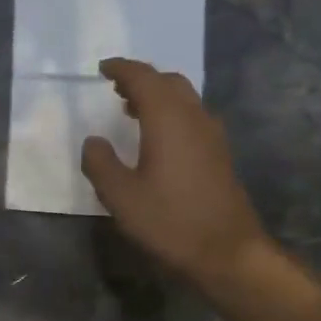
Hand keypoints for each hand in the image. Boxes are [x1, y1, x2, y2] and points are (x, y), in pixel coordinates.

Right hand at [80, 58, 271, 286]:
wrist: (227, 251)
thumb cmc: (169, 221)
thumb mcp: (120, 196)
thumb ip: (101, 163)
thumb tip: (93, 141)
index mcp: (168, 119)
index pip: (144, 78)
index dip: (122, 69)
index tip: (102, 68)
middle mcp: (194, 118)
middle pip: (169, 82)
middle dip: (142, 79)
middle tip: (116, 87)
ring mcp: (212, 135)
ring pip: (184, 99)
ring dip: (158, 96)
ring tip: (131, 109)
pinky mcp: (219, 154)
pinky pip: (192, 117)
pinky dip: (171, 113)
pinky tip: (157, 137)